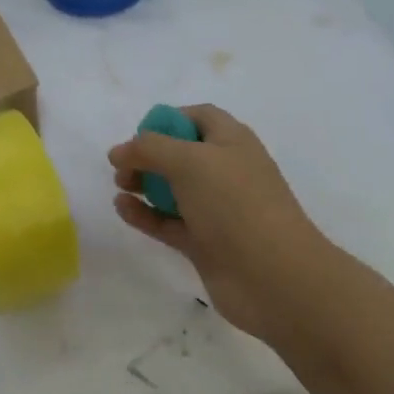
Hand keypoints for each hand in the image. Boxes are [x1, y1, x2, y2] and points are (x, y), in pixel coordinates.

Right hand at [108, 105, 336, 344]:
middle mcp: (226, 171)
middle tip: (122, 168)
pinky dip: (146, 214)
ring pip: (174, 189)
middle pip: (181, 154)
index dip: (167, 120)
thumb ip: (148, 149)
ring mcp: (217, 209)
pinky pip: (169, 222)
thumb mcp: (189, 162)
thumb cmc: (235, 204)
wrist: (274, 277)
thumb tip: (119, 151)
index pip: (199, 117)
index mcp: (232, 141)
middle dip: (149, 155)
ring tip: (120, 187)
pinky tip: (123, 209)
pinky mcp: (205, 243)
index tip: (139, 135)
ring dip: (144, 184)